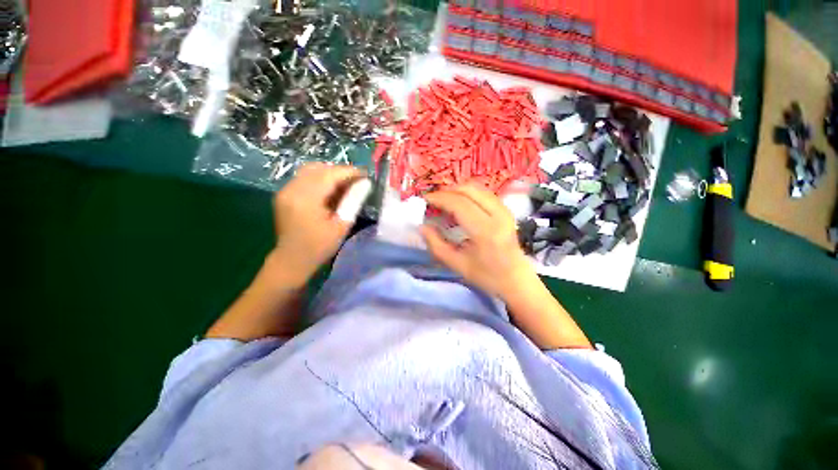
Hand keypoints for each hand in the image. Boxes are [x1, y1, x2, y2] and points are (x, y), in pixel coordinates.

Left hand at [271, 163, 364, 286]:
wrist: (292, 260)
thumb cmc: (320, 246)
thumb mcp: (342, 225)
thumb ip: (353, 201)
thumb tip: (366, 183)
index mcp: (306, 199)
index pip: (330, 174)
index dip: (349, 172)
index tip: (365, 175)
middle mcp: (292, 189)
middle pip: (319, 168)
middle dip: (340, 171)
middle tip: (356, 181)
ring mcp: (285, 190)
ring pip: (310, 170)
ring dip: (329, 174)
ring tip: (345, 185)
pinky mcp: (284, 194)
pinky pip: (304, 178)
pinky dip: (319, 179)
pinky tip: (330, 191)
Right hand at [420, 185, 536, 297]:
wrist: (516, 280)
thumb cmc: (487, 276)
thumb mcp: (456, 264)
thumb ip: (436, 244)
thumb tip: (422, 226)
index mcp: (485, 231)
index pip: (459, 204)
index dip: (439, 198)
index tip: (424, 200)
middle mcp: (498, 215)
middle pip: (468, 190)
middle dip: (447, 191)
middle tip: (432, 199)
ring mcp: (504, 210)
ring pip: (477, 188)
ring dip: (457, 190)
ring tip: (443, 200)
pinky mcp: (506, 210)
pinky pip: (484, 193)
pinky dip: (468, 193)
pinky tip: (459, 202)